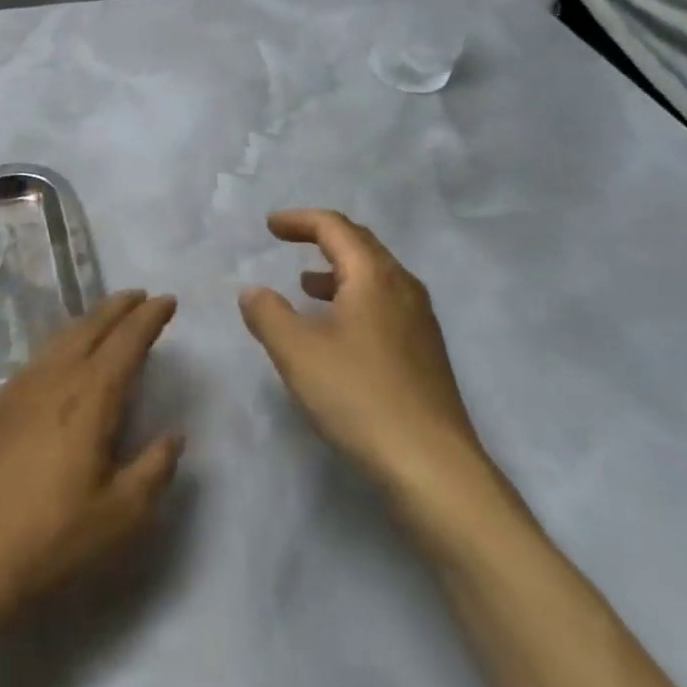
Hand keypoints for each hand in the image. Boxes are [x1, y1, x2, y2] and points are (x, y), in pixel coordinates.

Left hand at [0, 291, 183, 638]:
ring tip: (106, 319)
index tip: (167, 301)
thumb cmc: (51, 538)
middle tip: (139, 297)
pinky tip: (62, 361)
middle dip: (118, 307)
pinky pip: (38, 358)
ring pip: (60, 339)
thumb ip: (155, 470)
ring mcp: (18, 388)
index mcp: (90, 396)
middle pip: (90, 327)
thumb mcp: (121, 515)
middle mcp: (54, 378)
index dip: (149, 317)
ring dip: (89, 322)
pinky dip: (62, 344)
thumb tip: (174, 436)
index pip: (127, 341)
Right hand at [239, 210, 487, 491]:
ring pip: (375, 276)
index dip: (299, 220)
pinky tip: (338, 329)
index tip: (270, 226)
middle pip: (360, 244)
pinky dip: (354, 298)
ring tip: (306, 285)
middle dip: (321, 238)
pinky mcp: (425, 351)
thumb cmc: (360, 397)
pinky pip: (384, 303)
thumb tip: (252, 291)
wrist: (433, 466)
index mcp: (374, 276)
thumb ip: (268, 314)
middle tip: (289, 241)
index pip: (335, 227)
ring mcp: (420, 320)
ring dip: (338, 271)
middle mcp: (403, 287)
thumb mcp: (297, 352)